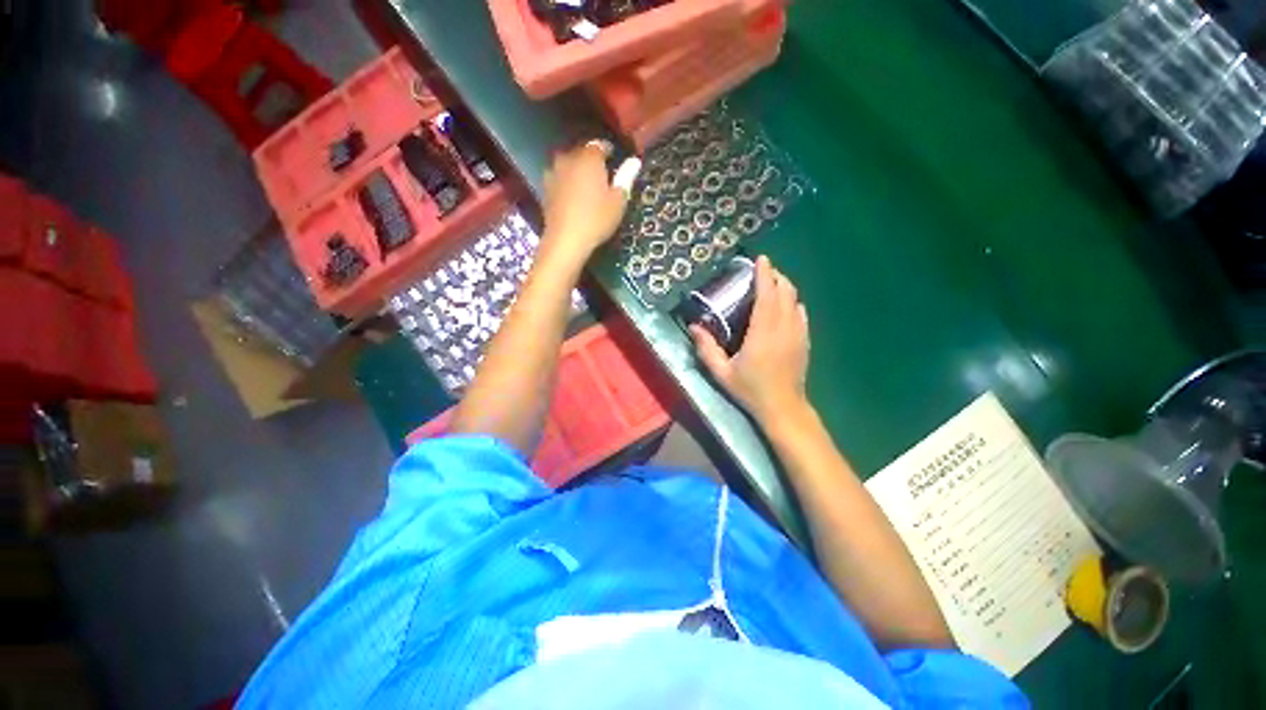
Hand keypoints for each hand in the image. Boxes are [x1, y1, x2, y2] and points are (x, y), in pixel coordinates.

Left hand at [540, 141, 629, 265]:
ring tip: (587, 185)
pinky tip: (574, 196)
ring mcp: (553, 173)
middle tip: (602, 175)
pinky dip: (567, 182)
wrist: (565, 240)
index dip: (608, 151)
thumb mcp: (618, 201)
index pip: (599, 145)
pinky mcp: (545, 188)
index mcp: (589, 158)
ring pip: (568, 164)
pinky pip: (560, 178)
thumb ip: (626, 178)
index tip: (615, 160)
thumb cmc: (596, 219)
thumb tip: (634, 161)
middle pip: (581, 152)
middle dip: (592, 160)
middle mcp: (568, 158)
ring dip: (577, 170)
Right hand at [691, 256, 810, 422]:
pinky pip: (801, 314)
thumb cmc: (750, 390)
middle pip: (785, 292)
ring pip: (796, 300)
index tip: (761, 259)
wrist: (783, 408)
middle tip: (762, 271)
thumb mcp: (721, 372)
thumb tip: (693, 327)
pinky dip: (793, 303)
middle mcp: (784, 328)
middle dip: (776, 276)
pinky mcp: (804, 341)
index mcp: (763, 333)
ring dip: (785, 288)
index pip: (767, 295)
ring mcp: (798, 334)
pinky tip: (785, 306)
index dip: (764, 274)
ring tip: (771, 284)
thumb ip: (706, 349)